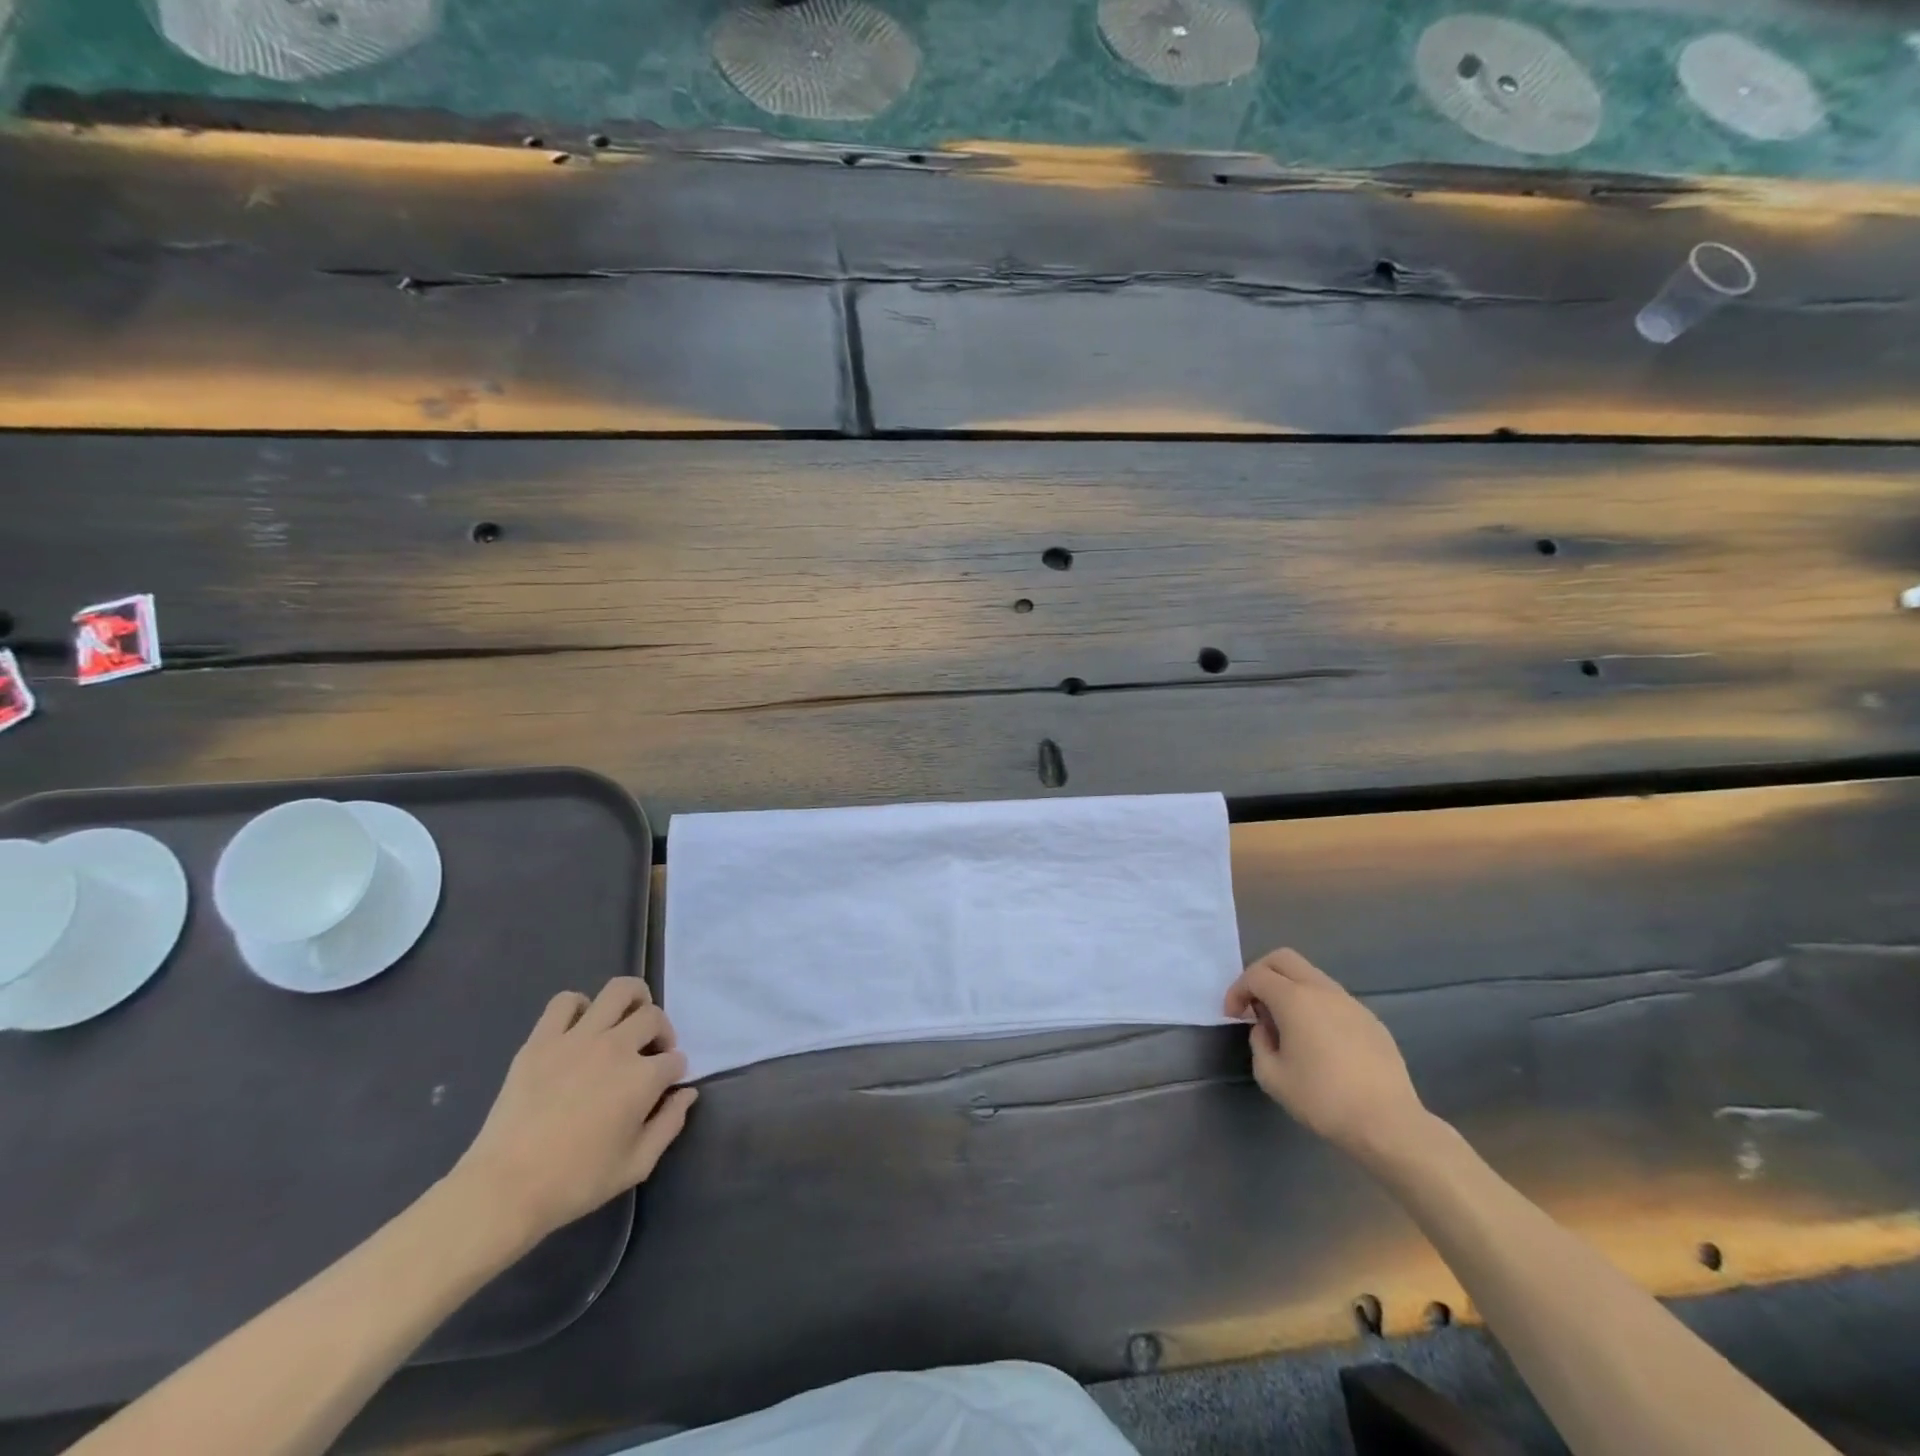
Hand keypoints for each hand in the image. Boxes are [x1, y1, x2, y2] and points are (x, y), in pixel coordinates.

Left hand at [450, 978, 695, 1245]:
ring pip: (619, 991)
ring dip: (633, 1000)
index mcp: (642, 1079)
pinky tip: (580, 1028)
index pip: (675, 1060)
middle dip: (662, 1032)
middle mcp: (616, 1047)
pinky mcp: (542, 1040)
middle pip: (653, 1017)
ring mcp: (578, 1039)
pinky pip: (565, 1002)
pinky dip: (579, 1006)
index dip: (675, 1073)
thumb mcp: (636, 1165)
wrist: (504, 1190)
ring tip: (627, 1020)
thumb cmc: (575, 1182)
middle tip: (650, 1053)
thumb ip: (669, 1124)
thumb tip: (687, 1093)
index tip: (664, 1088)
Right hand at [1223, 948, 1429, 1166]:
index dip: (1237, 991)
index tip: (1233, 1016)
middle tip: (1254, 1004)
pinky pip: (1333, 999)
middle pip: (1283, 959)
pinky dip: (1314, 1006)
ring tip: (1285, 1025)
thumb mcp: (1271, 1076)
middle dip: (1261, 974)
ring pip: (1310, 976)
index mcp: (1294, 998)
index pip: (1256, 975)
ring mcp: (1350, 1002)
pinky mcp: (1370, 1019)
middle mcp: (1322, 990)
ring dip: (1289, 989)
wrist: (1388, 1124)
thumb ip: (1259, 1043)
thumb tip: (1266, 1028)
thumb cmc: (1323, 1099)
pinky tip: (1318, 1041)